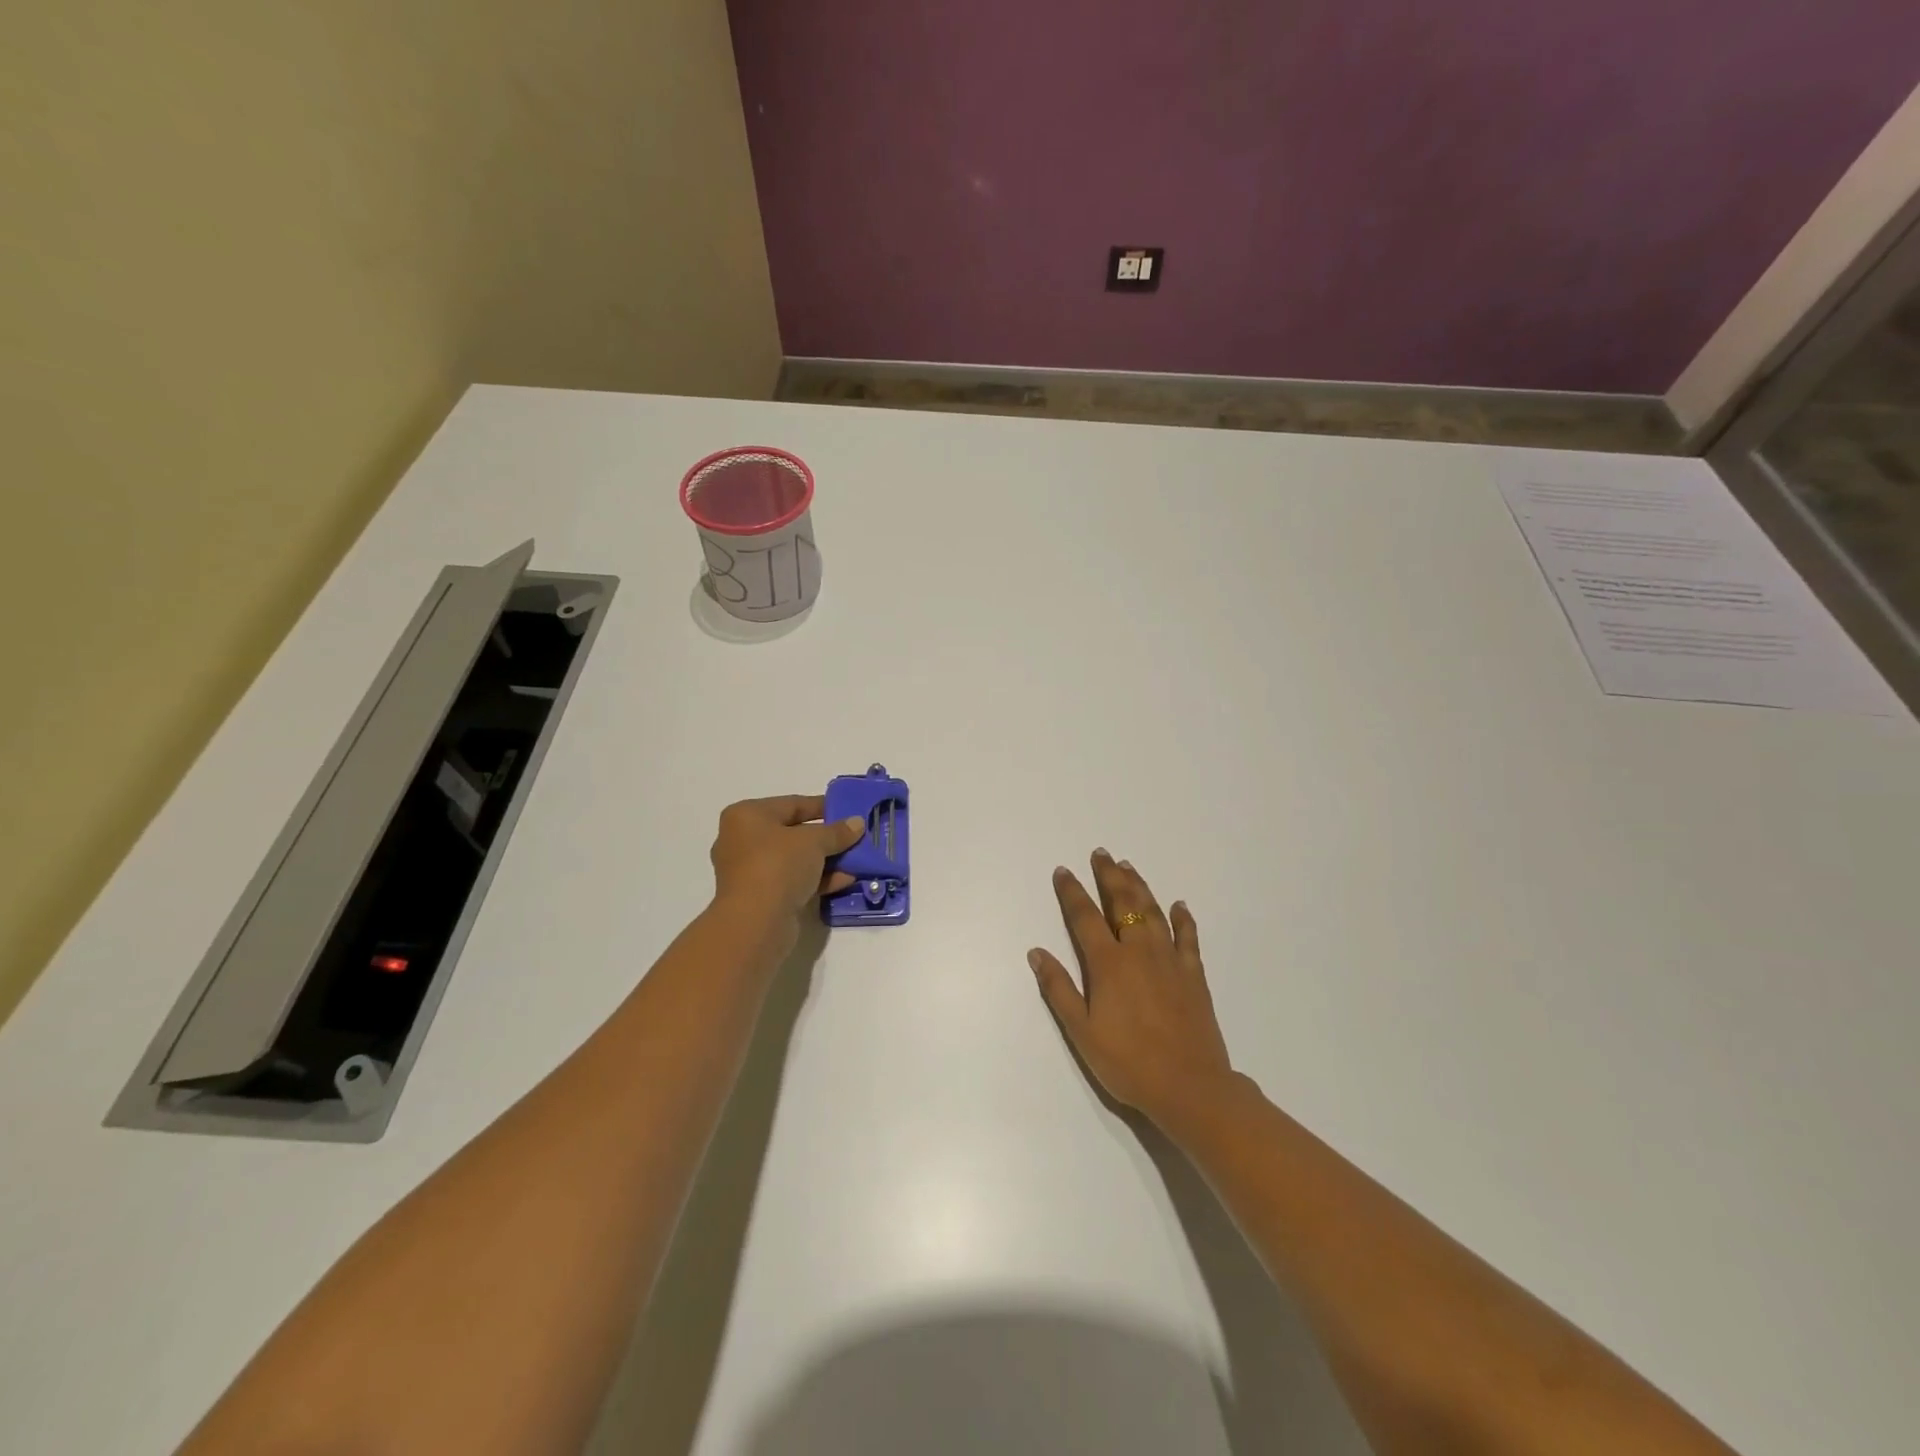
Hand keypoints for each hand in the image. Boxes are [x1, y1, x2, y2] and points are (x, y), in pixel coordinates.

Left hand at [710, 795, 863, 926]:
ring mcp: (750, 871)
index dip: (822, 806)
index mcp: (746, 816)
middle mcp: (742, 840)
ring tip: (855, 860)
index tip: (848, 810)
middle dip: (826, 837)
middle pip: (793, 833)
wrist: (755, 922)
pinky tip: (845, 880)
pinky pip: (793, 881)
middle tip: (854, 836)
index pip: (792, 804)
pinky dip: (817, 879)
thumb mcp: (814, 841)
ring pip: (794, 859)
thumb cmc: (778, 865)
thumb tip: (857, 823)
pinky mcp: (760, 898)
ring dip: (825, 860)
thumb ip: (837, 831)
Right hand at [1029, 849, 1235, 1130]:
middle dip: (1109, 876)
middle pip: (1122, 903)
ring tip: (1128, 867)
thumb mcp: (1081, 1031)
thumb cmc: (1128, 1062)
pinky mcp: (1194, 975)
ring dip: (1139, 886)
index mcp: (1109, 963)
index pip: (1085, 917)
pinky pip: (1188, 937)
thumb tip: (1036, 952)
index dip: (1072, 892)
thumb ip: (1059, 989)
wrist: (1190, 1087)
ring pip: (1153, 912)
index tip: (1063, 871)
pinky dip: (1183, 918)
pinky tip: (1179, 905)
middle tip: (1102, 854)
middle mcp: (1139, 951)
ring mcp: (1170, 960)